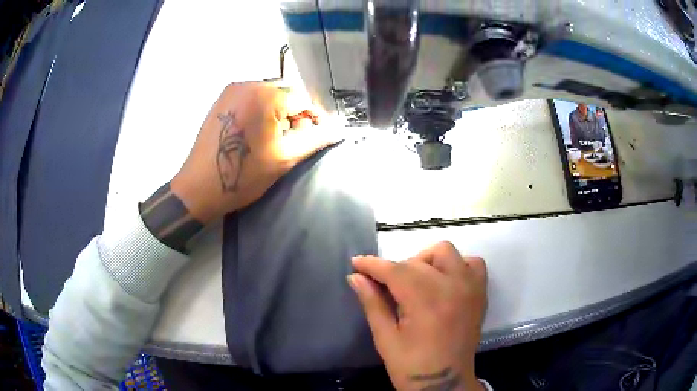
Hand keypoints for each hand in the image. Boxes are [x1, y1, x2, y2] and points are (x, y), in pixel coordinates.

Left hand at [170, 82, 336, 223]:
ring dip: (277, 113)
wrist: (199, 188)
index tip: (313, 136)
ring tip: (272, 139)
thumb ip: (315, 139)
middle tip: (291, 140)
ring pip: (268, 95)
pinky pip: (251, 98)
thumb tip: (340, 129)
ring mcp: (231, 90)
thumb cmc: (244, 175)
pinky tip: (255, 133)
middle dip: (294, 114)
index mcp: (265, 96)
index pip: (303, 98)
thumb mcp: (284, 158)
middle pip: (285, 94)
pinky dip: (260, 111)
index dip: (313, 117)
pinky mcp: (221, 99)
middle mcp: (248, 84)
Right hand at [349, 242, 486, 390]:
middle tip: (384, 287)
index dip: (373, 264)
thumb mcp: (386, 339)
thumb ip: (373, 304)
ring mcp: (470, 288)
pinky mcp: (480, 293)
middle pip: (417, 261)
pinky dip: (457, 265)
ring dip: (426, 261)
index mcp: (426, 302)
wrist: (446, 383)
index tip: (356, 263)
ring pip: (446, 252)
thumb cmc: (412, 366)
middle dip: (395, 269)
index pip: (395, 270)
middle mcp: (452, 287)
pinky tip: (444, 281)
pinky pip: (472, 263)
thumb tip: (355, 277)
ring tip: (416, 281)